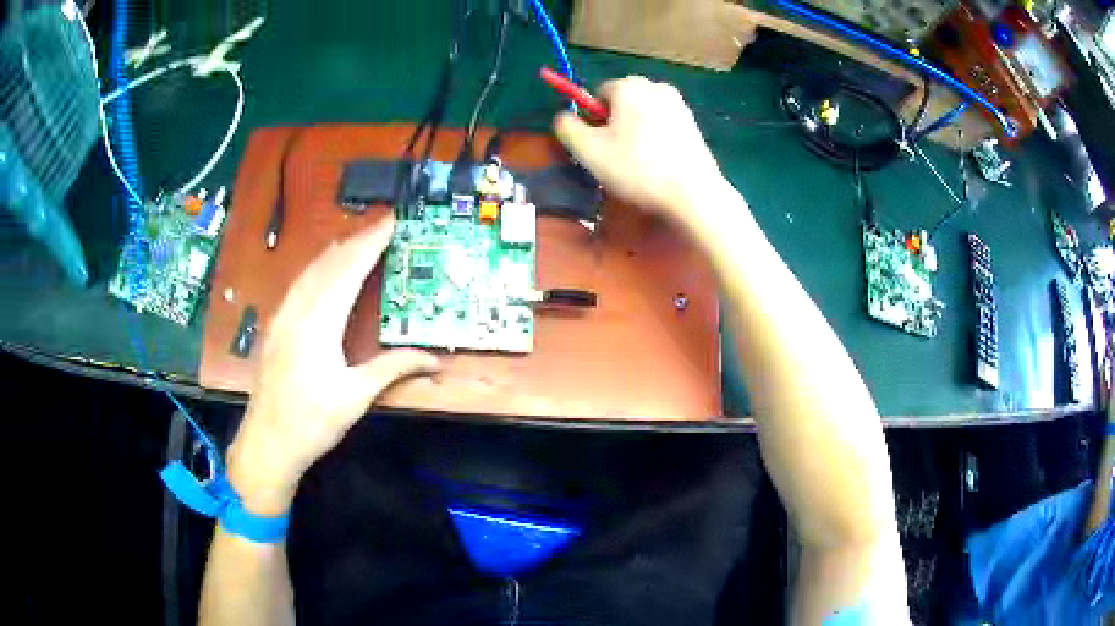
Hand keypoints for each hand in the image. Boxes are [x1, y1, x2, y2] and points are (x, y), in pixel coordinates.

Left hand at [227, 216, 439, 515]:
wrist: (268, 441)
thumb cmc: (313, 421)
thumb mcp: (357, 396)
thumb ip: (393, 368)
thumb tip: (434, 360)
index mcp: (320, 322)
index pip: (349, 270)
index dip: (370, 243)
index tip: (390, 221)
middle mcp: (299, 310)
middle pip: (329, 263)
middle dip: (356, 240)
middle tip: (381, 223)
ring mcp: (283, 316)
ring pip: (310, 271)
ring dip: (336, 251)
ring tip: (358, 237)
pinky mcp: (276, 326)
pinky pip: (298, 284)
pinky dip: (317, 268)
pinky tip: (322, 269)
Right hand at [554, 76, 726, 228]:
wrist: (693, 193)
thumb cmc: (637, 169)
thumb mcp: (588, 150)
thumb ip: (567, 127)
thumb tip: (563, 116)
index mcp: (629, 86)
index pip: (597, 94)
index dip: (592, 120)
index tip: (598, 146)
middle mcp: (656, 86)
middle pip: (622, 101)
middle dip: (615, 123)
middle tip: (616, 155)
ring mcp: (679, 104)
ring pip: (643, 113)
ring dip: (635, 131)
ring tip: (639, 163)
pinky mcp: (694, 124)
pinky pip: (663, 125)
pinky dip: (656, 139)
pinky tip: (659, 163)